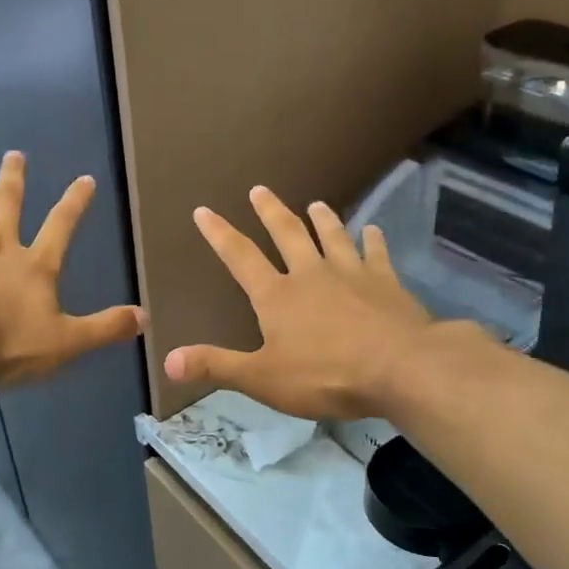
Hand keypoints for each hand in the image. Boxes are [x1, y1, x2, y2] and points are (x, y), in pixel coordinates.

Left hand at [0, 151, 143, 386]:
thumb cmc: (6, 344)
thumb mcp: (66, 342)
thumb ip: (104, 328)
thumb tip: (145, 318)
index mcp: (34, 267)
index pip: (61, 226)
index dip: (75, 202)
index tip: (85, 178)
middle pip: (8, 206)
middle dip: (14, 179)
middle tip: (14, 154)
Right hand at [165, 187, 438, 418]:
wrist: (400, 368)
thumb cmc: (326, 375)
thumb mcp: (262, 378)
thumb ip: (216, 367)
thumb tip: (167, 360)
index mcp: (277, 295)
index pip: (240, 257)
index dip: (219, 234)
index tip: (204, 210)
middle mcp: (311, 274)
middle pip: (287, 234)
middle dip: (270, 212)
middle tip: (260, 189)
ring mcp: (351, 273)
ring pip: (333, 236)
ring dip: (322, 219)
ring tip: (315, 203)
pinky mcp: (386, 282)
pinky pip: (377, 253)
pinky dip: (373, 240)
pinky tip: (373, 230)